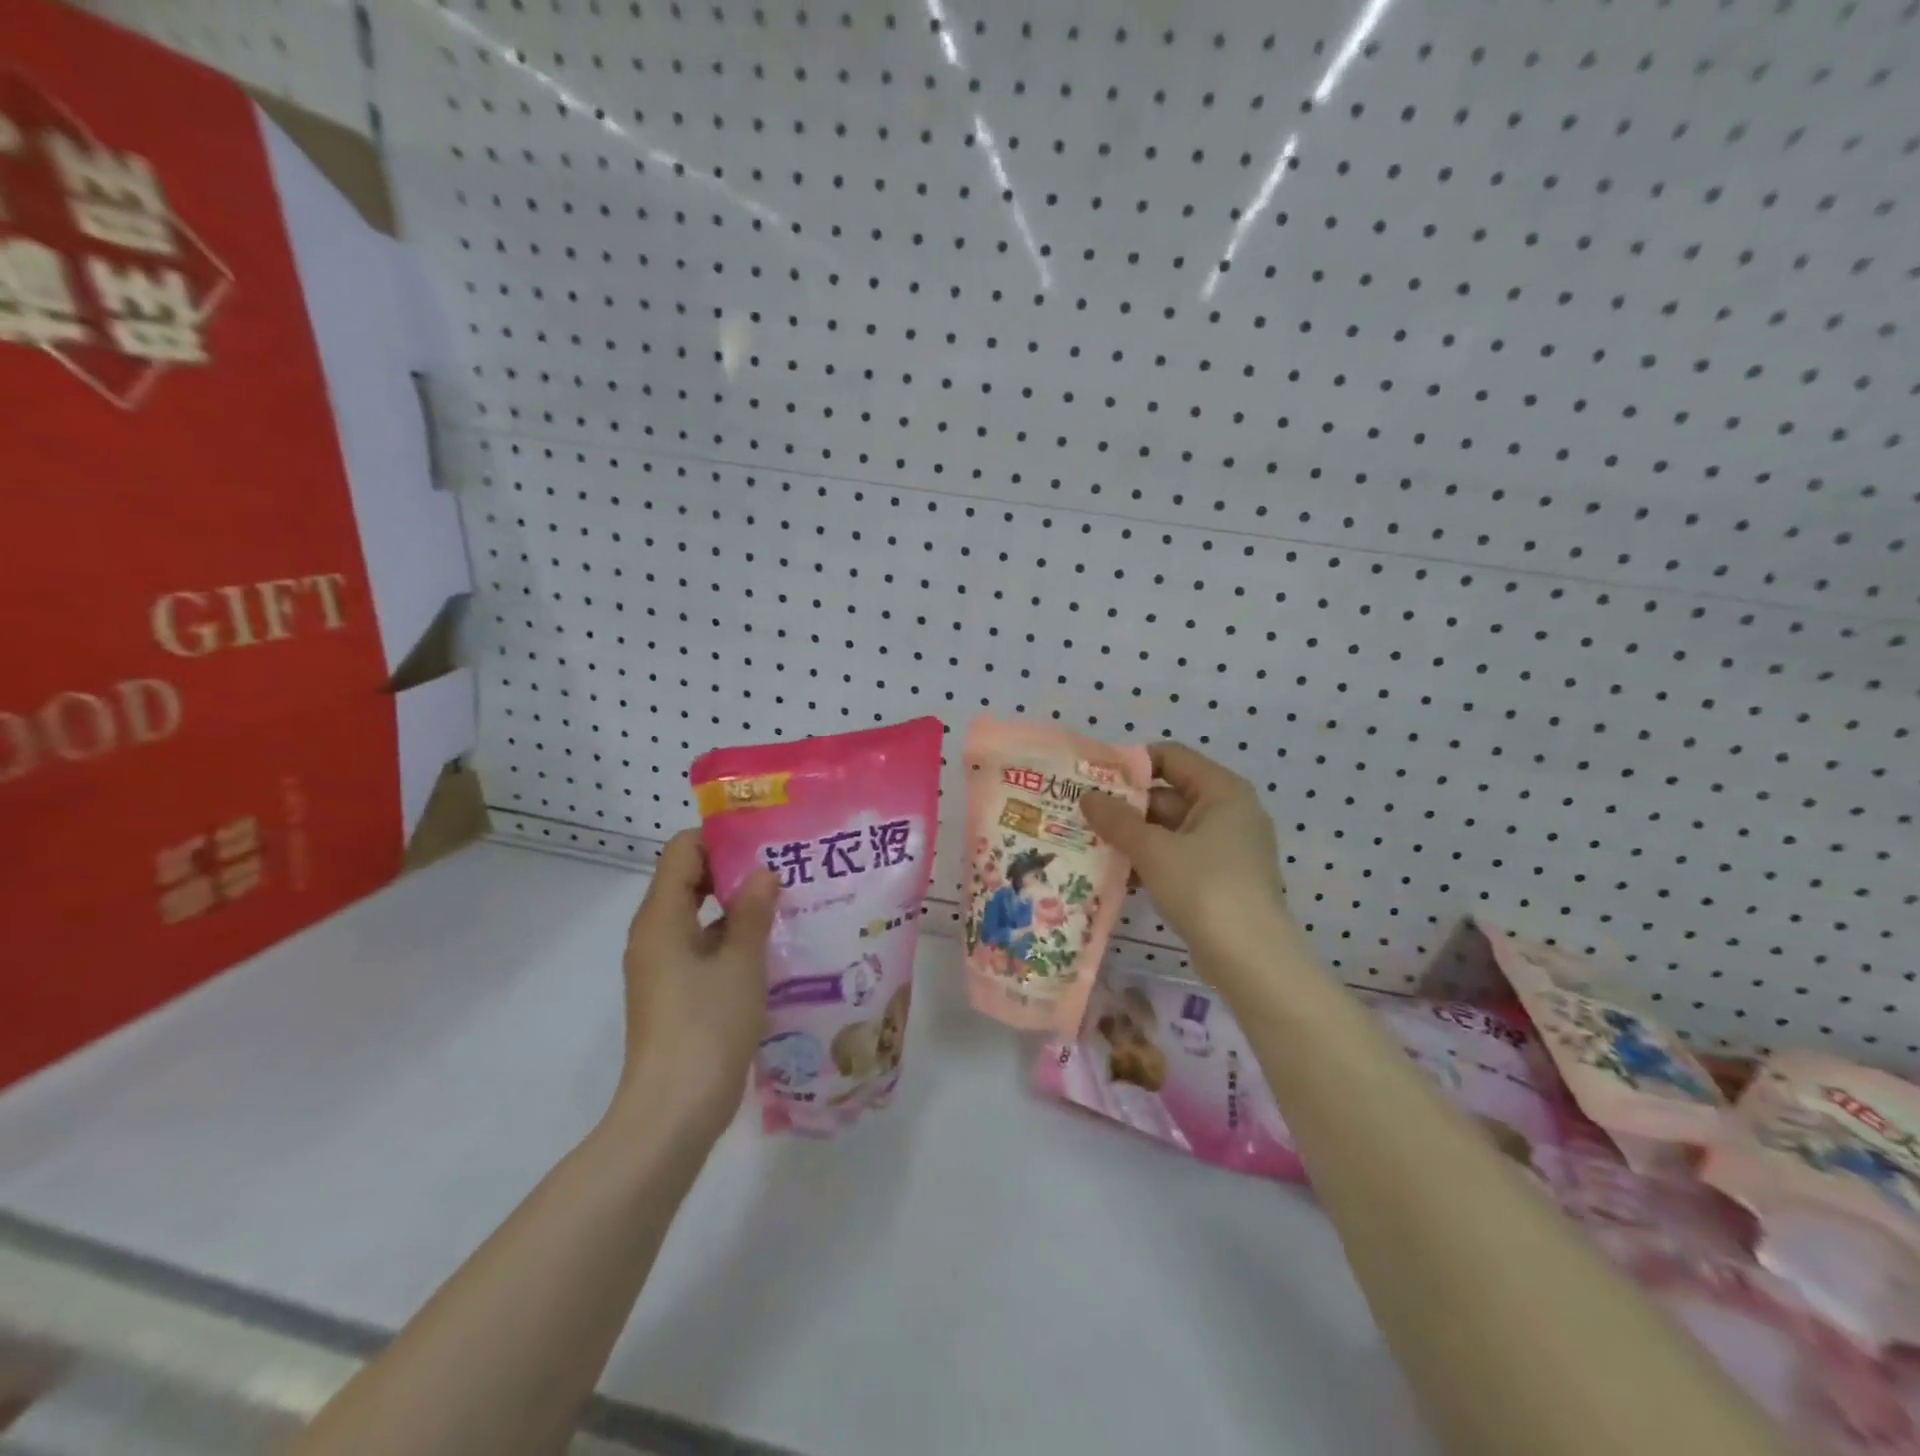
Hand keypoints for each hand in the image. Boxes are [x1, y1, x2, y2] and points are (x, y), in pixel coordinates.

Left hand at [612, 830, 780, 1140]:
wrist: (674, 1112)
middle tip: (782, 868)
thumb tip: (763, 872)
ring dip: (736, 906)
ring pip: (697, 916)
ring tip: (785, 901)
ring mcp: (662, 966)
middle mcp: (654, 935)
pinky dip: (731, 938)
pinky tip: (771, 945)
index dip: (719, 838)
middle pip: (687, 880)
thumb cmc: (707, 1027)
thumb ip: (752, 912)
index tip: (763, 839)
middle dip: (732, 870)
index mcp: (660, 918)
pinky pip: (701, 947)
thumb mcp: (741, 963)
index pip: (681, 851)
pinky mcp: (674, 993)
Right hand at [1082, 743, 1308, 1001]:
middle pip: (1168, 794)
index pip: (1172, 757)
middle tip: (1082, 813)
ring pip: (1169, 830)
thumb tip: (1087, 797)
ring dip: (1133, 837)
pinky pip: (1177, 858)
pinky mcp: (1219, 880)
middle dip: (1126, 806)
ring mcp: (1226, 848)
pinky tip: (1115, 875)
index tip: (1094, 778)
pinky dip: (1149, 862)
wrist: (1251, 960)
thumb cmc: (1205, 888)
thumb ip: (1118, 820)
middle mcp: (1228, 812)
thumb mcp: (1154, 850)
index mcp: (1222, 791)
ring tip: (1089, 843)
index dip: (1132, 764)